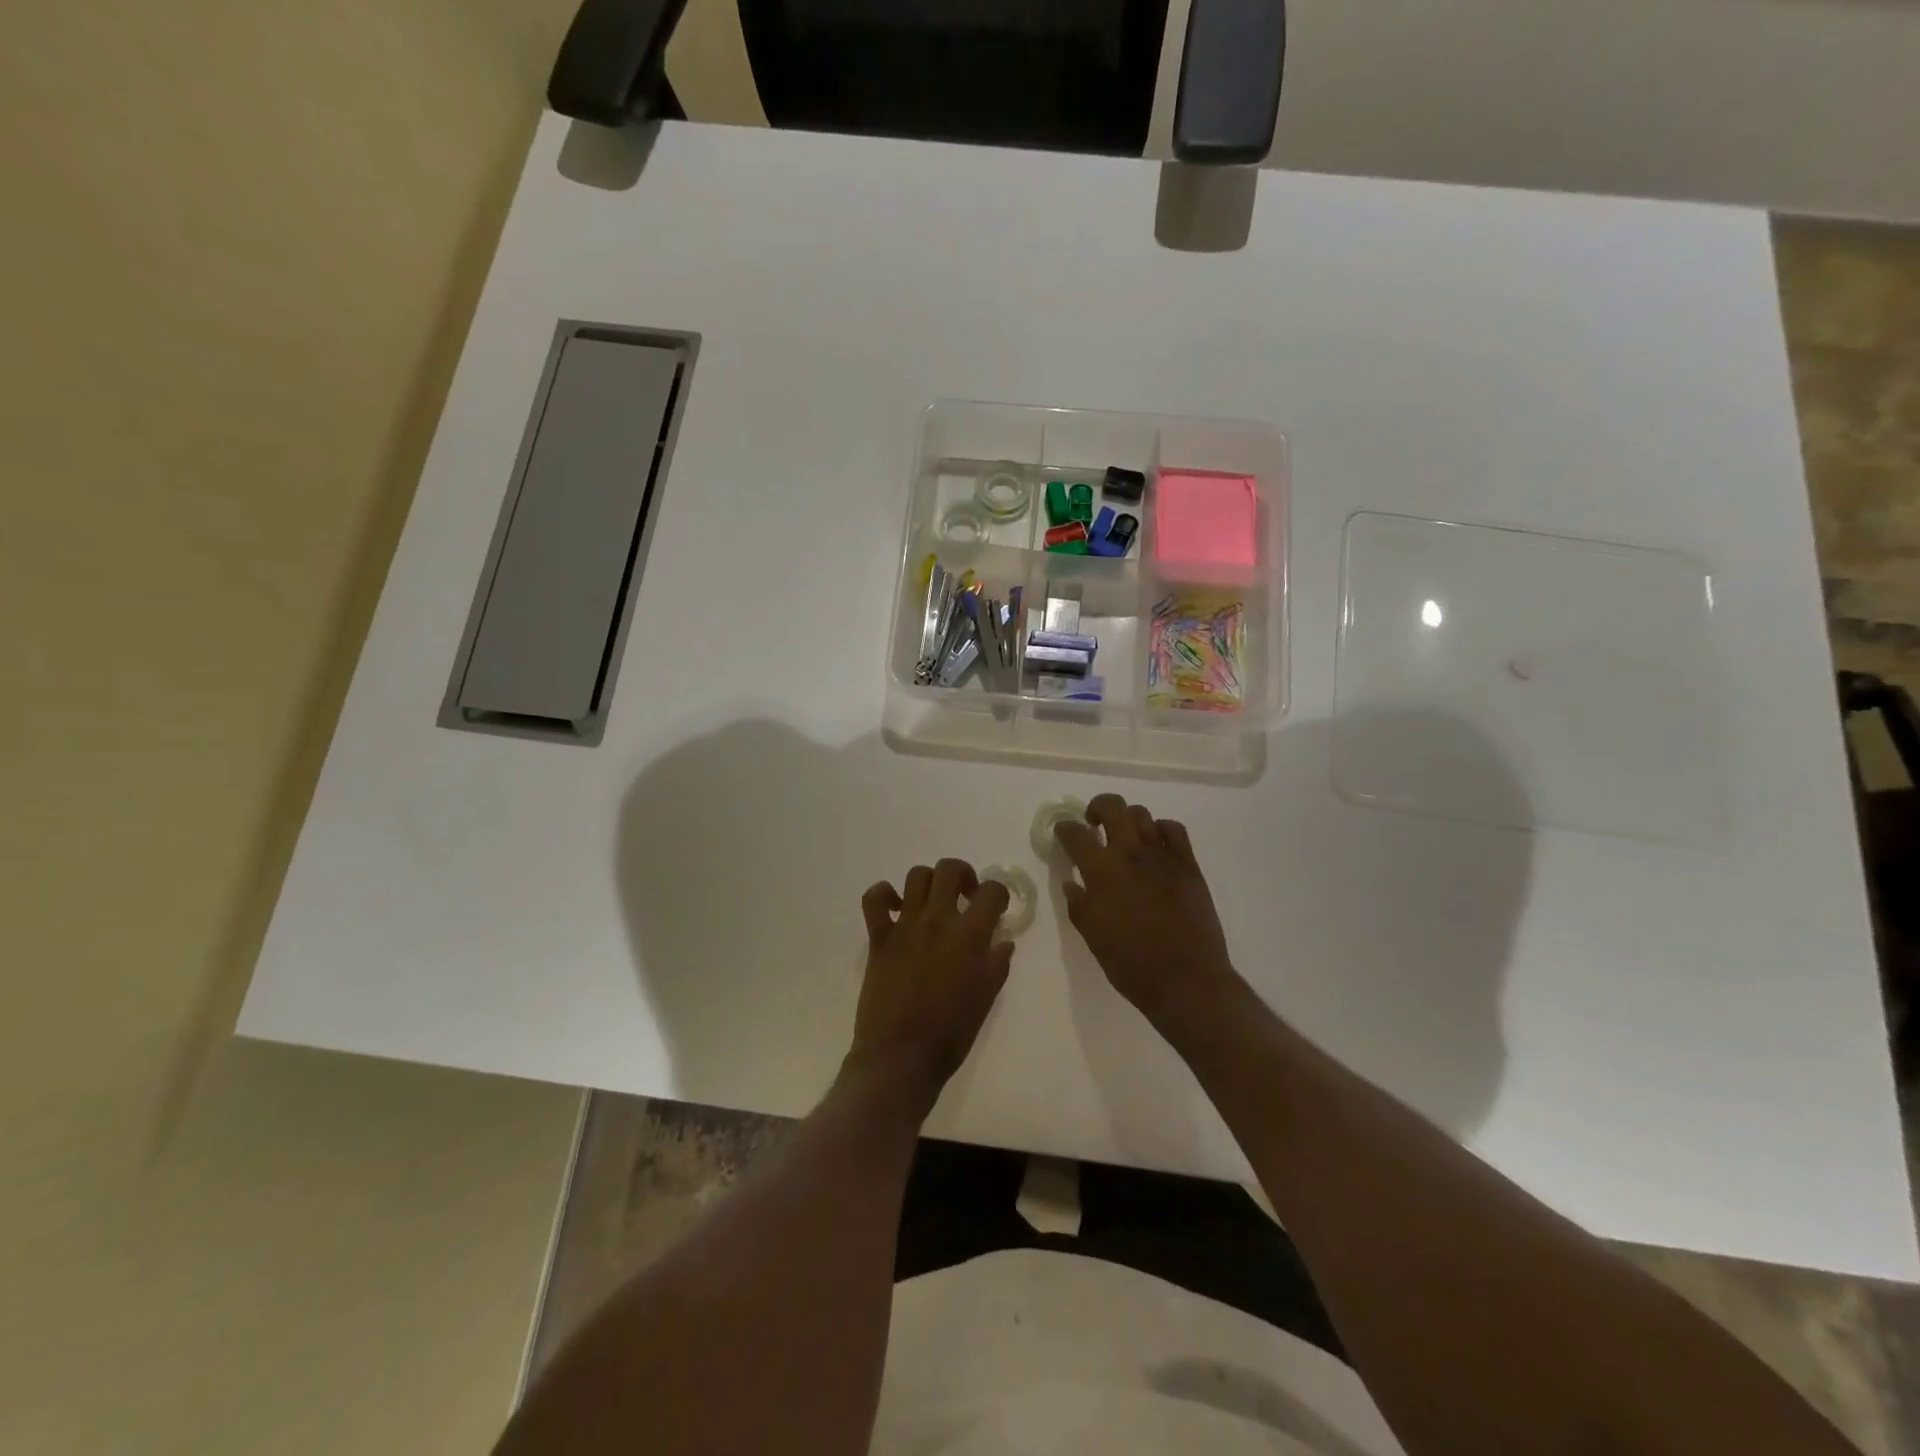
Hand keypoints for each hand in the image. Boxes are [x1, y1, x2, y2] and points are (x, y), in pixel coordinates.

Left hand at [846, 858, 1012, 1111]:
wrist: (901, 1056)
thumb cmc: (951, 1033)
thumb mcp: (986, 999)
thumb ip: (997, 964)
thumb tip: (1003, 942)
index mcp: (970, 936)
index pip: (992, 891)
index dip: (999, 893)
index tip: (996, 907)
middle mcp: (937, 920)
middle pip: (949, 869)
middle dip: (963, 875)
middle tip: (965, 896)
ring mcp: (905, 925)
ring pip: (916, 876)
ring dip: (929, 882)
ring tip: (933, 903)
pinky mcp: (879, 937)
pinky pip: (875, 899)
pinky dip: (884, 894)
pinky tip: (896, 909)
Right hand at [1056, 794, 1241, 1033]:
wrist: (1186, 980)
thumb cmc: (1131, 965)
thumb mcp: (1093, 937)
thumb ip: (1079, 905)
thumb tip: (1072, 883)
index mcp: (1101, 871)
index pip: (1075, 834)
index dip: (1064, 828)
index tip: (1063, 832)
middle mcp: (1129, 853)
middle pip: (1112, 806)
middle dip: (1097, 808)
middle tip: (1094, 824)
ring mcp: (1162, 854)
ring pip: (1142, 813)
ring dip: (1128, 820)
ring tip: (1125, 836)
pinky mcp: (1188, 863)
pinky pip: (1173, 828)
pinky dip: (1160, 829)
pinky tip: (1156, 844)